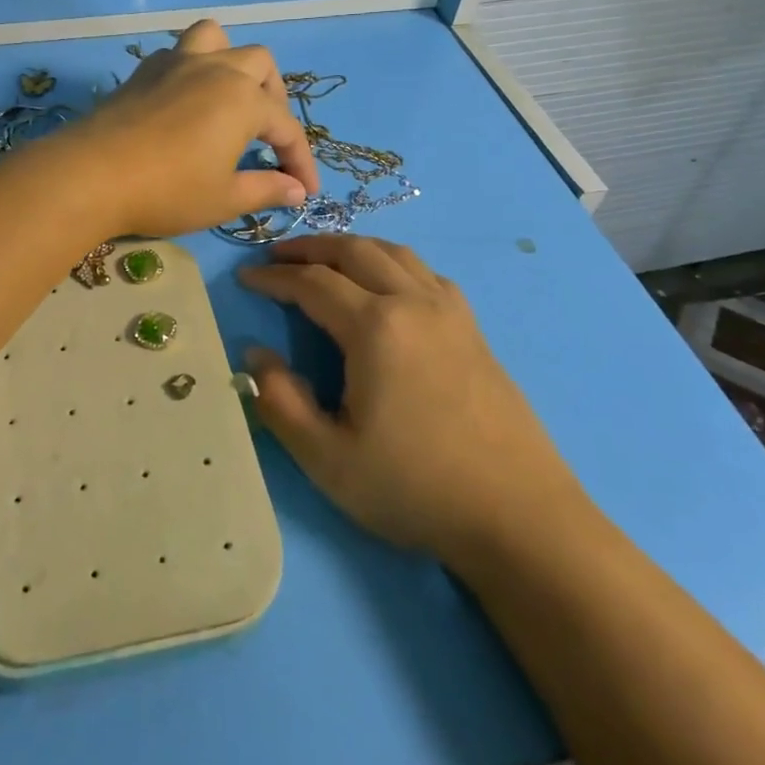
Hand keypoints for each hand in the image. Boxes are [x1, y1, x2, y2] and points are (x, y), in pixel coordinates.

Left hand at [62, 20, 319, 237]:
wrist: (92, 174)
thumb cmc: (167, 190)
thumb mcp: (223, 199)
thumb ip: (265, 189)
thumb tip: (296, 190)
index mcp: (244, 100)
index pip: (286, 128)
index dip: (301, 161)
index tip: (308, 191)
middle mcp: (216, 69)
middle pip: (260, 65)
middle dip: (275, 98)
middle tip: (267, 137)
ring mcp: (176, 63)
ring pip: (217, 38)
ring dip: (233, 62)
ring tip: (230, 96)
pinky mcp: (144, 71)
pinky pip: (180, 52)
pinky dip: (194, 68)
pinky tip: (186, 101)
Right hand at [239, 235, 580, 561]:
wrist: (519, 517)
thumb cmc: (414, 488)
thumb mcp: (327, 458)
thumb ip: (279, 401)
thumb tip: (255, 354)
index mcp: (376, 327)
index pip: (312, 283)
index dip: (273, 277)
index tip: (245, 278)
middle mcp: (414, 302)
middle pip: (354, 250)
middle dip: (310, 247)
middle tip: (277, 255)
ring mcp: (450, 312)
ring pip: (394, 253)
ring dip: (352, 247)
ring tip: (325, 259)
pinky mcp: (474, 329)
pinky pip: (425, 273)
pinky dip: (392, 262)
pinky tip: (387, 284)